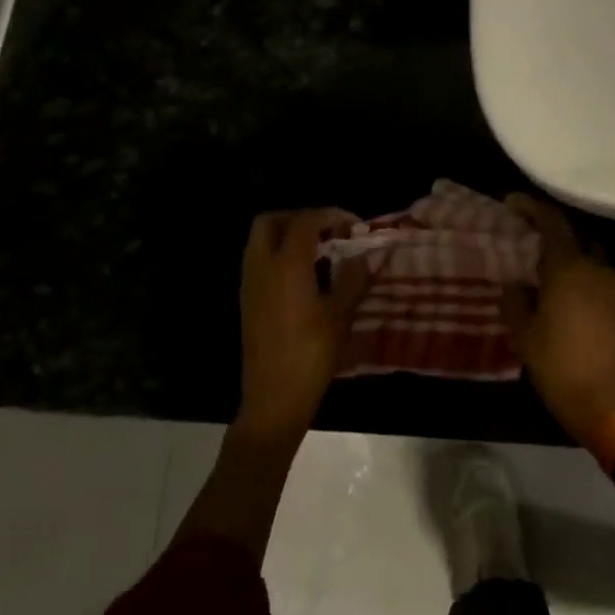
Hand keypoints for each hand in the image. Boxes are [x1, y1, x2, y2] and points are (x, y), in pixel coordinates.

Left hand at [238, 209, 369, 438]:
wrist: (273, 399)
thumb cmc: (311, 355)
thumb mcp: (340, 315)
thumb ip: (353, 278)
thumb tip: (367, 254)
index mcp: (286, 266)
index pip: (305, 221)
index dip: (332, 215)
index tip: (355, 226)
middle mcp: (262, 267)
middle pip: (271, 221)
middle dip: (300, 217)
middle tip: (329, 231)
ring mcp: (249, 284)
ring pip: (261, 241)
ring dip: (287, 235)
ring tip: (321, 251)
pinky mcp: (247, 301)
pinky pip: (259, 261)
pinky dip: (279, 255)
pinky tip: (305, 275)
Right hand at [503, 194, 614, 448]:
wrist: (611, 405)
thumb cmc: (560, 366)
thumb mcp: (525, 335)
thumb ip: (516, 301)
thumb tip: (514, 284)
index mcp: (569, 268)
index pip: (552, 222)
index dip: (531, 207)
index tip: (510, 204)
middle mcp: (595, 269)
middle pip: (572, 235)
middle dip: (547, 230)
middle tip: (523, 235)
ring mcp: (612, 288)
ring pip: (585, 256)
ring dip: (564, 254)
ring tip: (538, 267)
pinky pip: (594, 277)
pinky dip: (576, 274)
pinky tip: (559, 293)